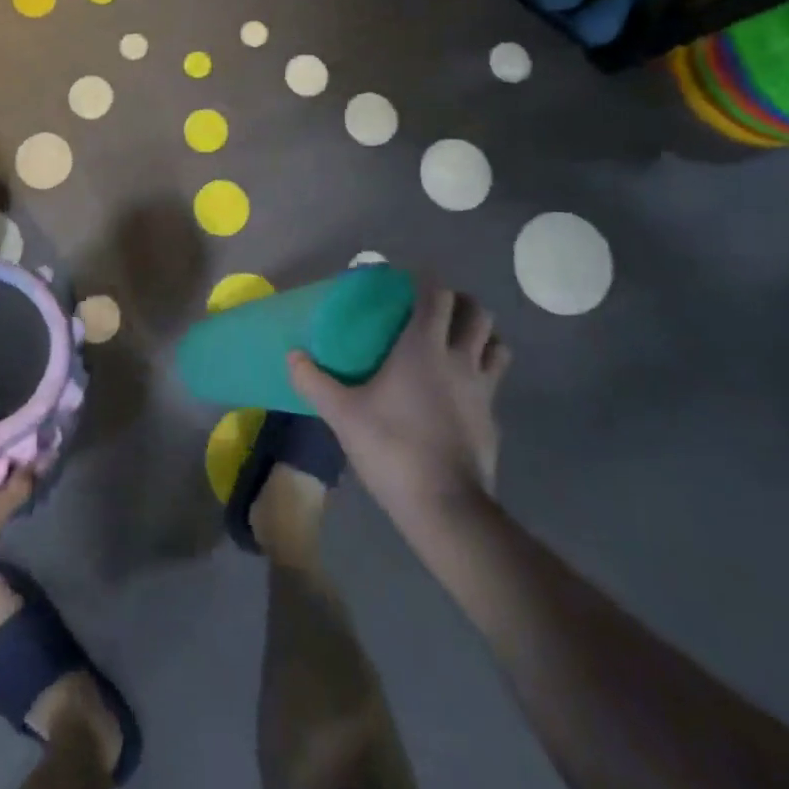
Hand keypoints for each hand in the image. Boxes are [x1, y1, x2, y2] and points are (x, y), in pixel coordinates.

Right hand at [288, 281, 509, 535]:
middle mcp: (460, 359)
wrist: (444, 506)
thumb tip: (291, 356)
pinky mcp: (492, 419)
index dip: (426, 282)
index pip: (437, 296)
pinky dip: (483, 372)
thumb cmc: (391, 447)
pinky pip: (494, 381)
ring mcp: (483, 390)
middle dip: (459, 302)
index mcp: (424, 348)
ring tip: (456, 340)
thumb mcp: (342, 414)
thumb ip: (314, 381)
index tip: (407, 282)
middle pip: (477, 313)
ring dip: (481, 334)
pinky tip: (460, 389)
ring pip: (496, 344)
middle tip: (435, 308)